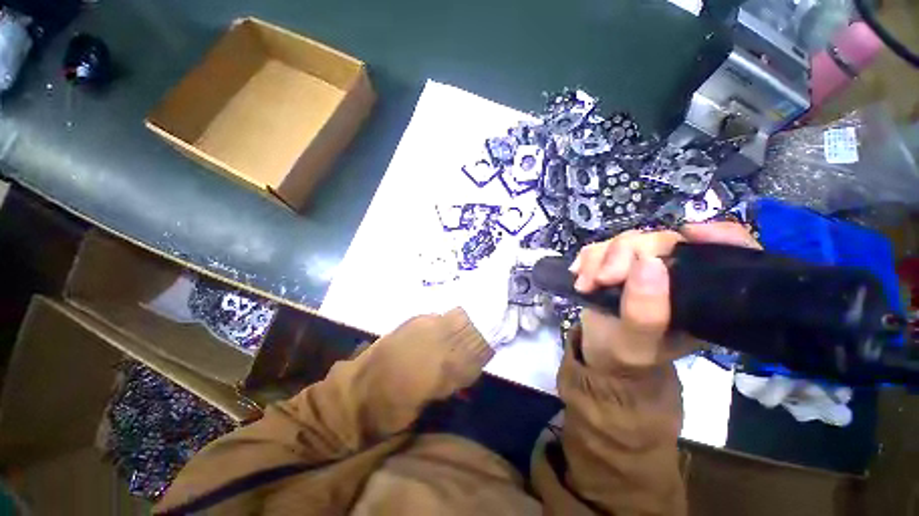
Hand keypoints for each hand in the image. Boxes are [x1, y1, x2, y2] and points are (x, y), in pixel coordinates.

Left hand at [459, 246, 558, 347]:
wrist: (477, 329)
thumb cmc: (483, 297)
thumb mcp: (493, 272)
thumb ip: (505, 255)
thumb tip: (513, 237)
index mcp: (505, 269)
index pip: (528, 259)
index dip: (541, 259)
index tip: (556, 261)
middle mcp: (513, 282)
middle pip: (539, 280)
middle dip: (545, 289)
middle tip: (546, 295)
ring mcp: (518, 300)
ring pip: (541, 299)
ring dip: (540, 307)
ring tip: (534, 312)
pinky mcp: (521, 316)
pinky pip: (536, 314)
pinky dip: (533, 319)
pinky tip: (524, 322)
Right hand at [570, 222, 760, 371]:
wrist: (599, 350)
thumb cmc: (626, 353)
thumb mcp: (638, 344)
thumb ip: (645, 313)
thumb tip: (648, 262)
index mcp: (703, 296)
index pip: (731, 253)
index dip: (718, 236)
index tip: (689, 234)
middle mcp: (678, 273)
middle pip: (661, 240)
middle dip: (625, 255)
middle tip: (603, 280)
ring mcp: (644, 264)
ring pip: (626, 240)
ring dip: (599, 259)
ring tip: (586, 285)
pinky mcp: (617, 261)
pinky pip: (602, 245)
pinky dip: (587, 259)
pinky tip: (580, 277)